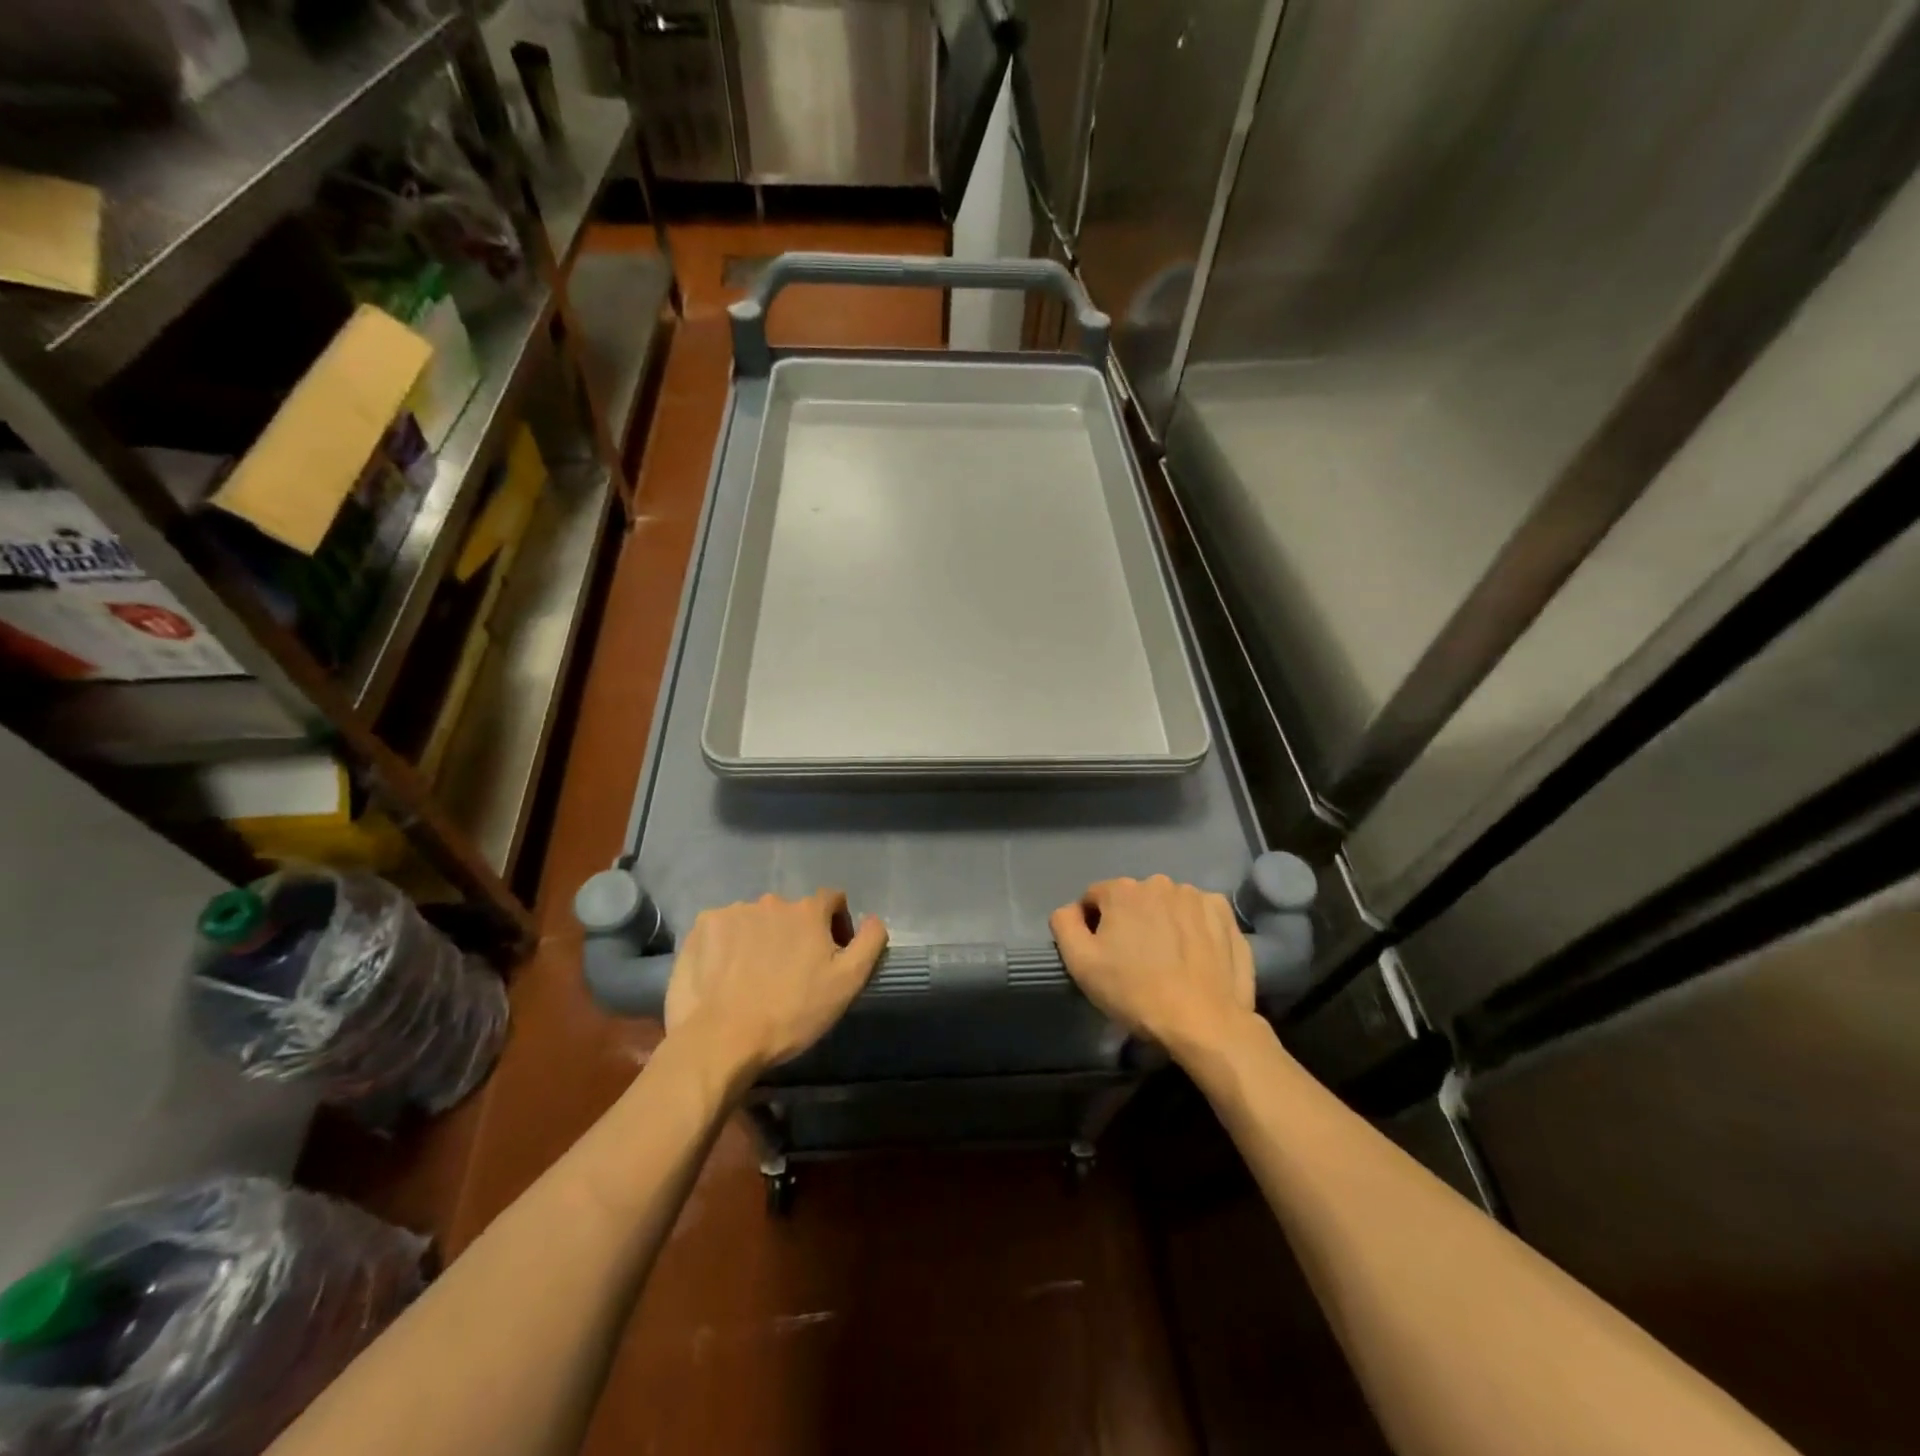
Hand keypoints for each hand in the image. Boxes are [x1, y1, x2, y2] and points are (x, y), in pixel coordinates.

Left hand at [664, 891, 887, 1078]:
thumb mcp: (847, 983)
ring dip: (761, 938)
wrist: (721, 1039)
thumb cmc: (791, 1013)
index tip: (830, 954)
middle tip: (790, 973)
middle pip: (791, 912)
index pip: (832, 900)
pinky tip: (726, 974)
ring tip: (754, 976)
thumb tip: (875, 919)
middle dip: (795, 935)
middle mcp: (771, 901)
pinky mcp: (701, 927)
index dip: (837, 924)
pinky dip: (728, 945)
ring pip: (756, 920)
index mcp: (808, 911)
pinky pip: (723, 929)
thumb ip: (869, 943)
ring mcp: (732, 912)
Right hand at [1050, 875, 1254, 1057]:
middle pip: (1133, 900)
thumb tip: (1070, 910)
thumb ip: (1064, 924)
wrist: (1204, 1022)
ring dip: (1162, 923)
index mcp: (1122, 890)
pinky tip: (1194, 956)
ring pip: (1167, 905)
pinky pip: (1199, 914)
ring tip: (1168, 961)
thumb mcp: (1081, 963)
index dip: (1093, 926)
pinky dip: (1193, 928)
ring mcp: (1196, 896)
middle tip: (1135, 961)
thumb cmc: (1135, 992)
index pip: (1095, 898)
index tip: (1103, 955)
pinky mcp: (1225, 915)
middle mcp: (1159, 882)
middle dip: (1130, 922)